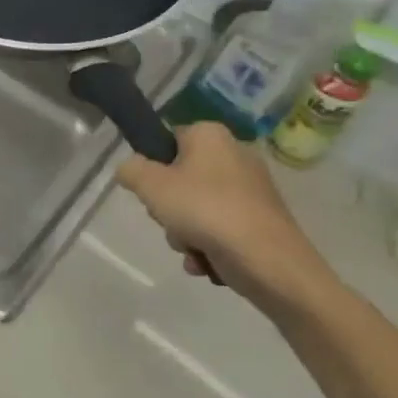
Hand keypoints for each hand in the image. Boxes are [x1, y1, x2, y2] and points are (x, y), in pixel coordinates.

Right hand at [115, 123, 332, 309]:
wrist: (267, 259)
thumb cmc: (204, 210)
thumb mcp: (150, 185)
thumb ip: (130, 170)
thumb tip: (130, 169)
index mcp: (210, 136)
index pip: (168, 140)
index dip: (153, 166)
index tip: (150, 190)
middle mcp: (234, 155)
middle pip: (180, 179)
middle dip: (168, 208)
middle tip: (168, 220)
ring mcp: (250, 189)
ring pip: (196, 208)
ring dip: (184, 233)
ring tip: (191, 247)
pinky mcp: (260, 219)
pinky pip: (219, 228)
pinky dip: (207, 245)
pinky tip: (205, 261)